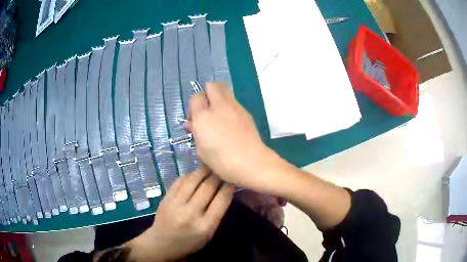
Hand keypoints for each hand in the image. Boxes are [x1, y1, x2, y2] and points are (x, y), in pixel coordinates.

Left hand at [128, 167, 233, 261]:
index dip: (229, 187)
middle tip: (223, 170)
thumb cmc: (189, 242)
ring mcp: (176, 204)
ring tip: (210, 167)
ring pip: (193, 180)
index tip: (233, 180)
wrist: (162, 244)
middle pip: (208, 187)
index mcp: (205, 226)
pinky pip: (179, 181)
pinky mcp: (166, 198)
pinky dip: (190, 175)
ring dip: (204, 171)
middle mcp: (190, 213)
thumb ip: (216, 214)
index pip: (221, 200)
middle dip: (218, 176)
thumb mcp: (208, 234)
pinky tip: (195, 174)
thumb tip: (224, 191)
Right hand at [188, 82, 276, 189]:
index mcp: (203, 116)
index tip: (194, 119)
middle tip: (206, 110)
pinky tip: (230, 123)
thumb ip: (196, 132)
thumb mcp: (201, 150)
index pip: (195, 97)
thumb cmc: (221, 160)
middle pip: (211, 85)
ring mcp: (235, 107)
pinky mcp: (246, 112)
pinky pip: (234, 102)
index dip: (193, 106)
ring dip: (218, 98)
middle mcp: (219, 106)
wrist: (250, 162)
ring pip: (225, 90)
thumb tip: (192, 124)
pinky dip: (228, 107)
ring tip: (218, 115)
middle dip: (206, 93)